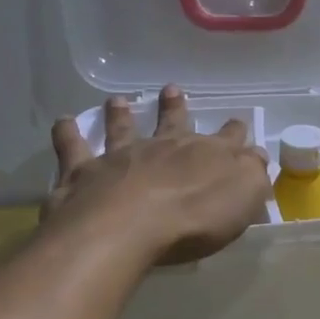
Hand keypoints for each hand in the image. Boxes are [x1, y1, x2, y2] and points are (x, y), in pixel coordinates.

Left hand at [46, 86, 269, 264]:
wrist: (127, 227)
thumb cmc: (194, 218)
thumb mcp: (243, 197)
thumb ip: (253, 174)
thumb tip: (256, 156)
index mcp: (207, 155)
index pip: (229, 138)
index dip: (235, 132)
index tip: (238, 125)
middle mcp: (164, 147)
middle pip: (173, 122)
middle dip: (175, 107)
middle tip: (172, 90)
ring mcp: (121, 156)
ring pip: (122, 128)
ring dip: (121, 114)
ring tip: (117, 101)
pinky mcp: (83, 172)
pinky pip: (72, 147)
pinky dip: (67, 133)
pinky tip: (63, 122)